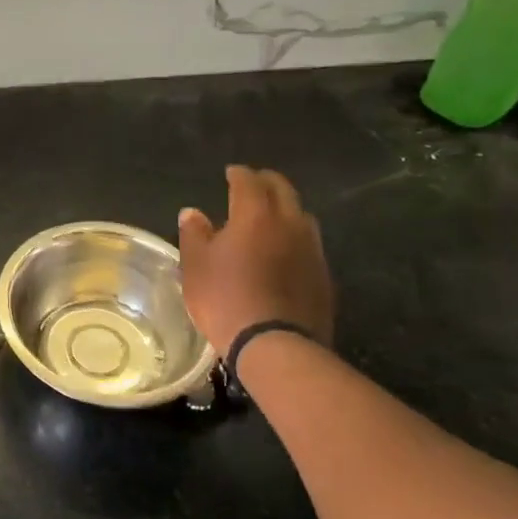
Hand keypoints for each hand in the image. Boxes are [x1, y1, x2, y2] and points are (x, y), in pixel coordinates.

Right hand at [178, 166, 333, 354]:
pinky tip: (284, 251)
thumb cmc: (225, 299)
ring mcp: (312, 250)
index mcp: (255, 215)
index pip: (249, 182)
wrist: (276, 345)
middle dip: (267, 182)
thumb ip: (194, 234)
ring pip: (301, 216)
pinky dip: (295, 237)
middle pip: (283, 191)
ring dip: (285, 209)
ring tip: (270, 216)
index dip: (239, 174)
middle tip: (253, 184)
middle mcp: (289, 224)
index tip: (230, 173)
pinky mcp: (324, 276)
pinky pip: (309, 244)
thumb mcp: (195, 266)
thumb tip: (193, 213)